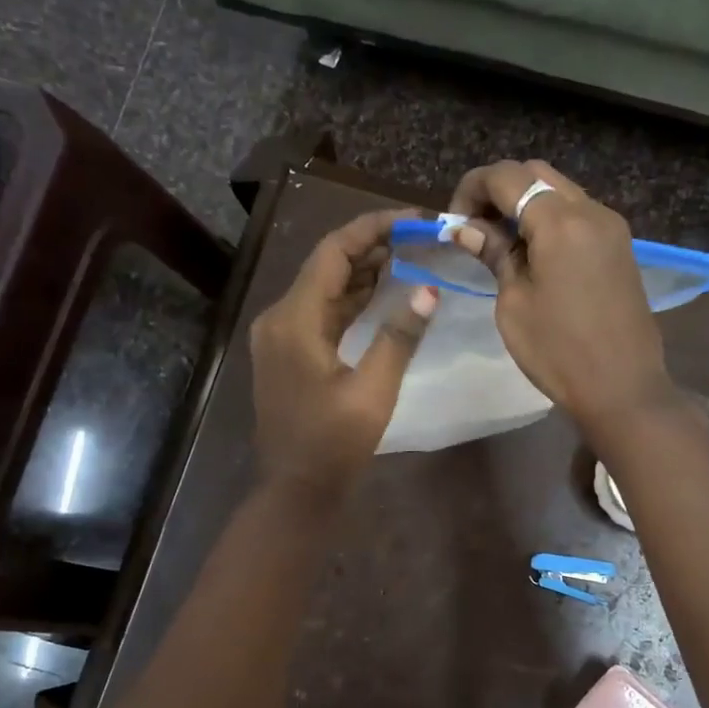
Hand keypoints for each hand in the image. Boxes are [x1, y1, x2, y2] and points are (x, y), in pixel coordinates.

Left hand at [249, 209, 437, 502]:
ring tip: (407, 254)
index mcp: (295, 320)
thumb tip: (428, 288)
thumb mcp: (373, 391)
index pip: (333, 253)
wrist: (296, 489)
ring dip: (362, 271)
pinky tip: (381, 292)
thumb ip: (399, 336)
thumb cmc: (334, 443)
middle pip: (326, 266)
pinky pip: (320, 313)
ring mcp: (280, 336)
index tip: (412, 219)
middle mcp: (280, 318)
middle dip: (370, 246)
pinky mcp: (288, 353)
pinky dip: (350, 300)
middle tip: (417, 235)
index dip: (372, 229)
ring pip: (323, 289)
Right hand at [449, 160, 674, 429]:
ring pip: (559, 191)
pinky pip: (578, 214)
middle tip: (474, 229)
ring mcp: (611, 227)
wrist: (622, 387)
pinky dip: (549, 219)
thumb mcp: (514, 303)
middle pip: (535, 174)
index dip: (471, 190)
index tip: (453, 224)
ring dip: (525, 204)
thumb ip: (493, 254)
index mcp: (561, 222)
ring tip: (500, 243)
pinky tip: (533, 253)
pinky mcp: (620, 246)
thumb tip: (466, 228)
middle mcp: (591, 211)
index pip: (507, 177)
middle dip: (498, 192)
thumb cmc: (558, 351)